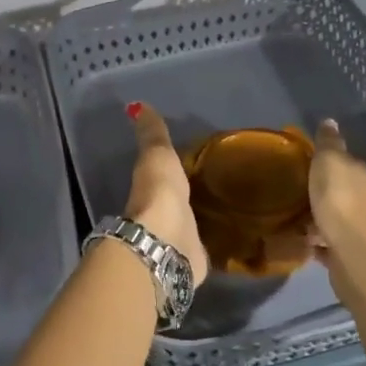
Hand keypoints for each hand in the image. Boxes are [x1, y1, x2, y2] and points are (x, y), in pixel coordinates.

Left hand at [123, 103, 208, 286]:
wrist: (167, 242)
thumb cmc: (160, 194)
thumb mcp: (157, 155)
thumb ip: (151, 134)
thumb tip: (135, 104)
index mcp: (152, 190)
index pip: (162, 176)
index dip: (173, 171)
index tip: (193, 162)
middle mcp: (163, 215)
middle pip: (177, 203)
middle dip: (189, 198)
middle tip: (214, 186)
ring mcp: (177, 240)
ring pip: (189, 226)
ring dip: (199, 221)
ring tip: (226, 210)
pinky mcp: (194, 260)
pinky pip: (205, 246)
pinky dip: (212, 242)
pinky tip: (229, 237)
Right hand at [308, 119, 365, 348]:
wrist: (356, 255)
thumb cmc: (341, 202)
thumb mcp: (330, 163)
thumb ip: (329, 145)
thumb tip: (330, 121)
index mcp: (360, 175)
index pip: (345, 162)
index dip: (326, 161)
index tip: (303, 162)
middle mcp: (363, 200)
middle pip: (339, 191)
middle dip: (319, 191)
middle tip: (290, 190)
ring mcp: (355, 230)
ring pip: (331, 218)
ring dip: (315, 217)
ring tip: (288, 216)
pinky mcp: (345, 255)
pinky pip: (325, 243)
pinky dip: (314, 242)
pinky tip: (298, 241)